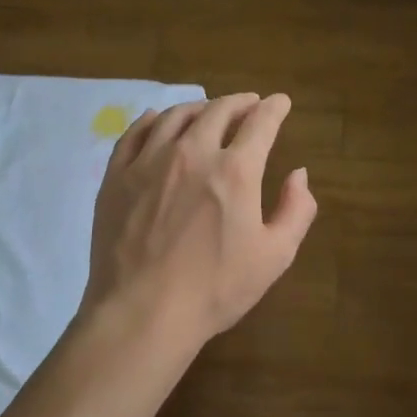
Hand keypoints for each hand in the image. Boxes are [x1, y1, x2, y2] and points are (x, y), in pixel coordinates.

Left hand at [82, 92, 316, 352]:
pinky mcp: (117, 176)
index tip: (280, 102)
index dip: (274, 108)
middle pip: (218, 111)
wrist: (142, 314)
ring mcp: (149, 161)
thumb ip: (296, 210)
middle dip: (240, 103)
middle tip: (249, 104)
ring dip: (199, 107)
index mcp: (235, 170)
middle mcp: (193, 152)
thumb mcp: (275, 256)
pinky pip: (135, 133)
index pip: (260, 123)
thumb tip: (298, 174)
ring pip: (176, 116)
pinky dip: (152, 120)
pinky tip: (157, 120)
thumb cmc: (215, 289)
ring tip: (208, 111)